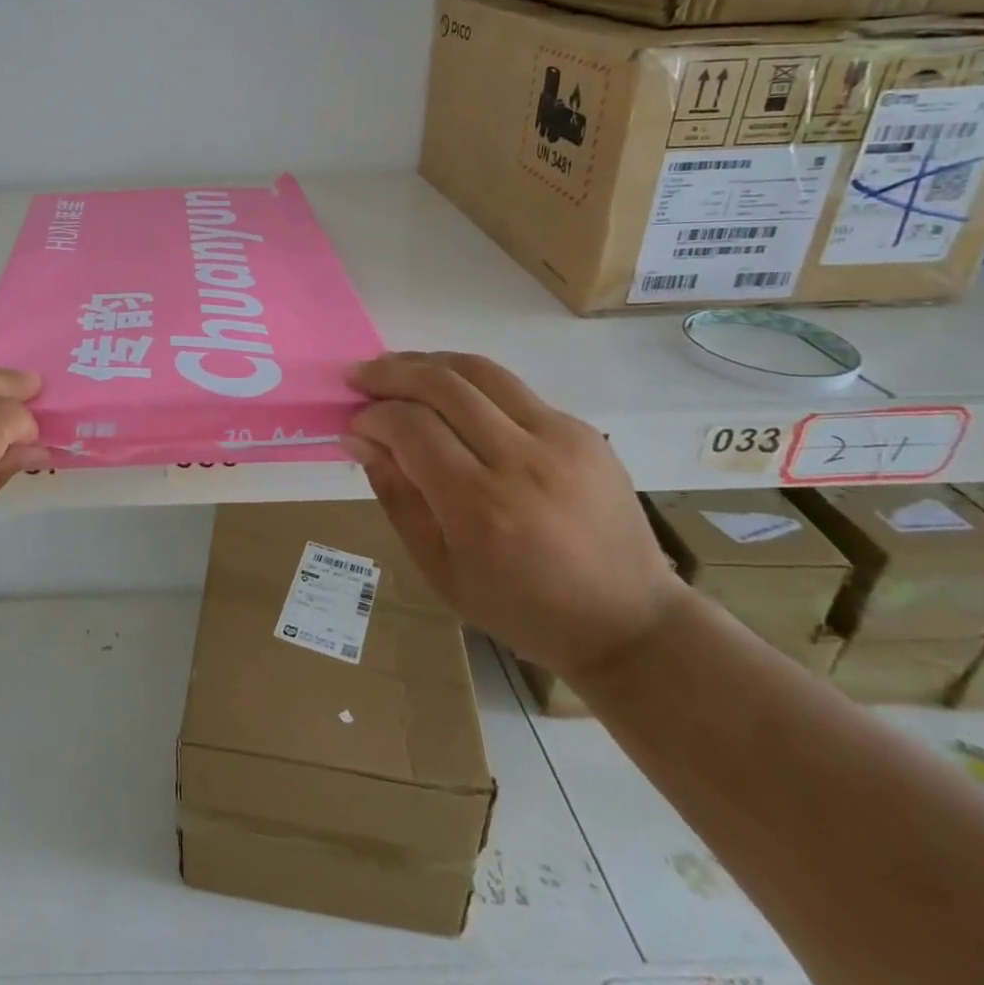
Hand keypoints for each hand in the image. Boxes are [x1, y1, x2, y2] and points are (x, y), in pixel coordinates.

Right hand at [347, 352, 686, 679]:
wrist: (628, 622)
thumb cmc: (521, 608)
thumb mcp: (440, 568)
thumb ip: (396, 495)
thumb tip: (359, 438)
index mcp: (481, 505)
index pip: (411, 427)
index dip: (373, 416)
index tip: (355, 423)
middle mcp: (521, 460)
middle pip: (443, 385)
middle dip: (391, 373)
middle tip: (360, 377)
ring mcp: (560, 439)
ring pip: (480, 371)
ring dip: (428, 362)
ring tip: (397, 368)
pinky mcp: (582, 431)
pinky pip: (512, 389)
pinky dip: (469, 383)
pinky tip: (450, 397)